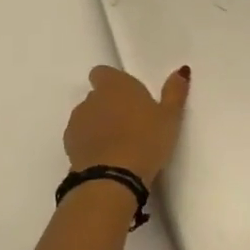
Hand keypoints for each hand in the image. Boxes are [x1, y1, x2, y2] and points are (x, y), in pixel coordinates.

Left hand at [63, 65, 190, 187]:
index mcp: (115, 85)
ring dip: (98, 125)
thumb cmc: (146, 141)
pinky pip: (80, 139)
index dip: (113, 83)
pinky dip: (90, 145)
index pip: (102, 73)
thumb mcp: (170, 117)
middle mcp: (91, 98)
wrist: (112, 179)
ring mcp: (77, 122)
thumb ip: (174, 92)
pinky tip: (106, 160)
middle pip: (96, 96)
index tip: (128, 97)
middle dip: (109, 106)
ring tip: (119, 145)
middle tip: (131, 124)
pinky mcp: (68, 146)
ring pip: (87, 117)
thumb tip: (181, 70)